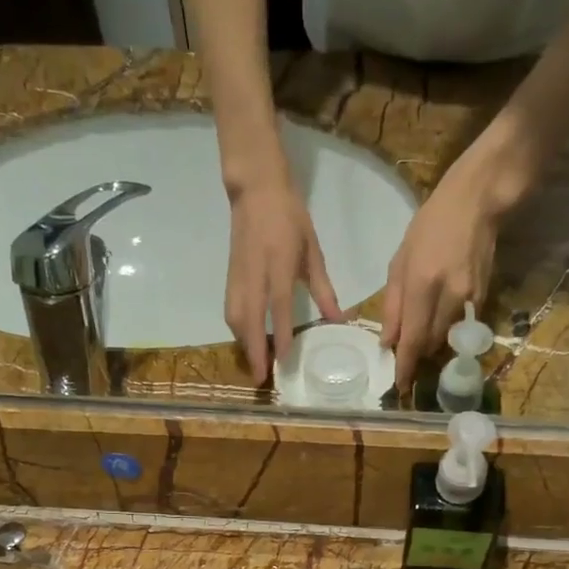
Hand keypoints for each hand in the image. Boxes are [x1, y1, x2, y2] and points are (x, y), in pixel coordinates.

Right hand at [226, 178, 342, 382]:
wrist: (256, 190)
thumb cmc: (290, 217)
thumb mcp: (312, 251)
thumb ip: (323, 288)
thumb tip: (339, 320)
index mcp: (279, 263)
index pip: (278, 305)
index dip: (279, 334)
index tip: (282, 360)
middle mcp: (255, 273)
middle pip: (249, 319)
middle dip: (254, 350)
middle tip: (261, 378)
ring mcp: (238, 275)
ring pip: (235, 317)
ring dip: (243, 344)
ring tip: (255, 365)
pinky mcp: (230, 276)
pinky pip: (231, 309)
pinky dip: (237, 330)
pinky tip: (246, 342)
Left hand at [382, 157, 502, 394]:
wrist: (477, 201)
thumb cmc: (430, 225)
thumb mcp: (399, 261)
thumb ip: (393, 305)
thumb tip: (387, 342)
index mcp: (422, 283)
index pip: (412, 338)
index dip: (405, 366)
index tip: (399, 386)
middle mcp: (448, 295)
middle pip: (430, 344)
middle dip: (416, 358)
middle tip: (405, 366)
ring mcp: (470, 297)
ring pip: (447, 338)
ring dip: (431, 347)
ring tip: (420, 347)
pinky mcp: (484, 296)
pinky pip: (461, 326)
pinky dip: (448, 332)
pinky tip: (440, 326)